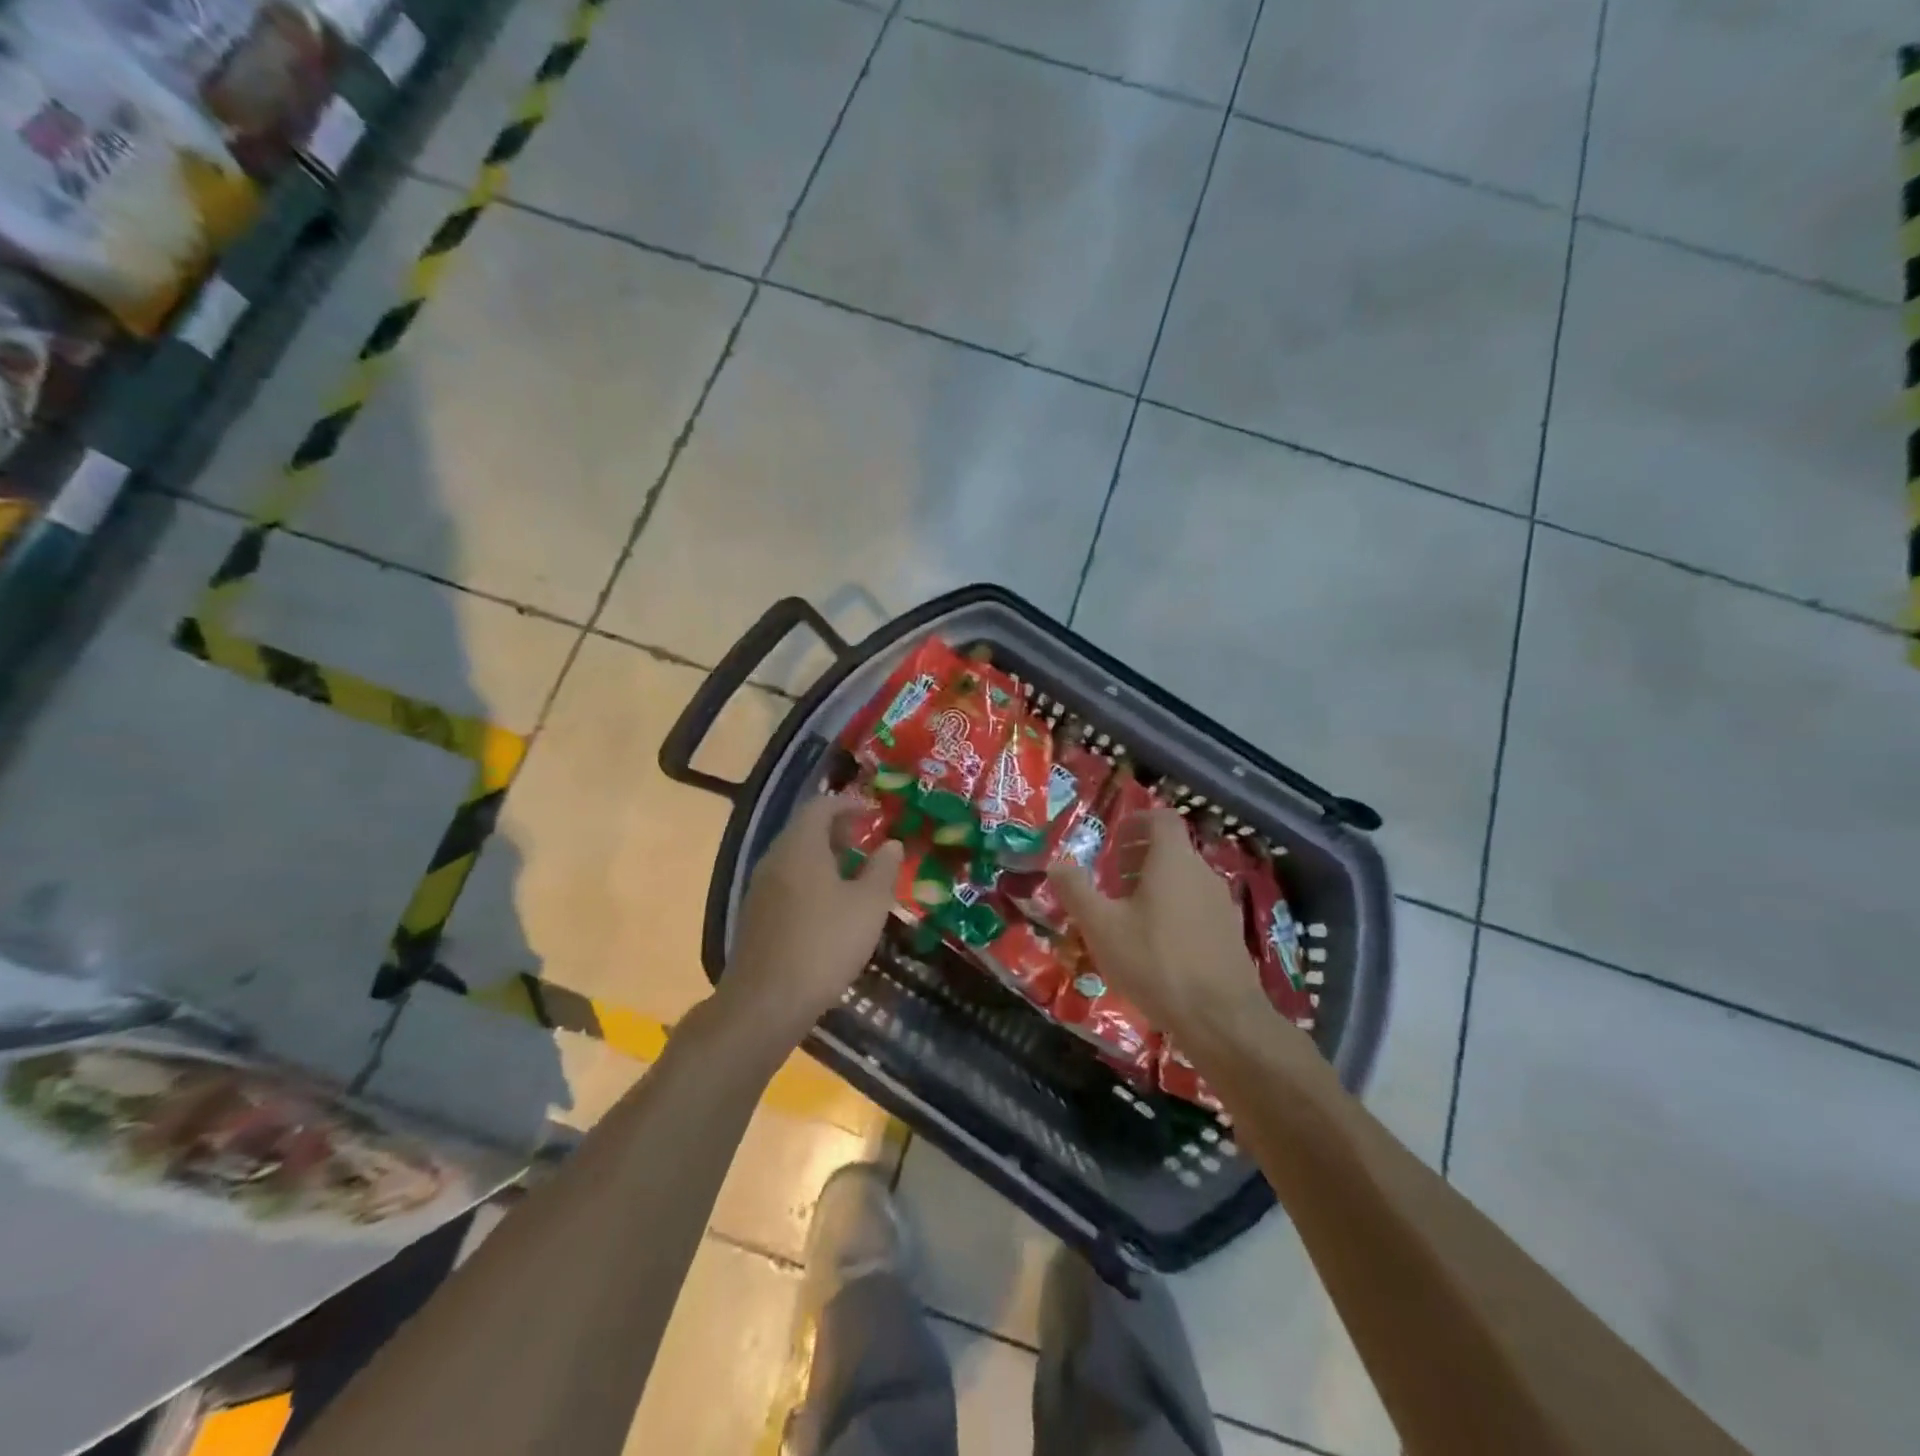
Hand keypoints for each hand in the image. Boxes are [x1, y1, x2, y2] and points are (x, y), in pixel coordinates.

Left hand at [722, 793, 904, 1037]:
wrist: (766, 1002)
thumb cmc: (825, 944)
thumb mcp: (869, 905)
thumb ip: (883, 869)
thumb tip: (892, 843)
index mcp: (800, 846)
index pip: (821, 806)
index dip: (849, 804)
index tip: (874, 813)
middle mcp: (774, 858)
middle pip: (805, 830)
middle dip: (838, 831)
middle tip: (868, 841)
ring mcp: (760, 888)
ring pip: (795, 858)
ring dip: (825, 857)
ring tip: (856, 874)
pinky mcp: (756, 916)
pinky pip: (787, 882)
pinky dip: (811, 881)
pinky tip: (831, 907)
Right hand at [1049, 808, 1275, 1043]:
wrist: (1222, 1020)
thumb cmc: (1155, 962)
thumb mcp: (1101, 927)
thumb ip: (1076, 891)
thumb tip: (1056, 864)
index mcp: (1174, 861)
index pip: (1162, 818)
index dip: (1137, 821)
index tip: (1114, 838)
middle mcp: (1203, 874)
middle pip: (1172, 850)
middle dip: (1140, 858)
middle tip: (1112, 879)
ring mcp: (1222, 905)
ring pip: (1185, 881)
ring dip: (1156, 886)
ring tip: (1128, 914)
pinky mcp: (1231, 935)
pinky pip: (1197, 907)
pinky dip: (1174, 911)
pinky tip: (1156, 946)